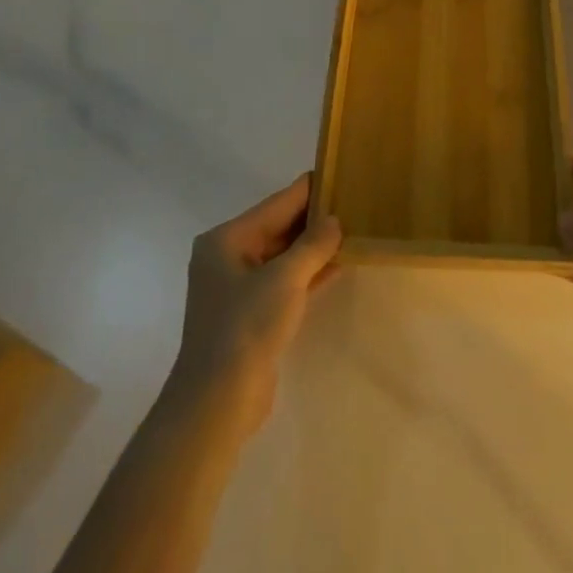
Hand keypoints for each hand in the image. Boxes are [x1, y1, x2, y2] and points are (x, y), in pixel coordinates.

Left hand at [169, 174, 341, 432]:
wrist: (218, 400)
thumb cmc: (246, 327)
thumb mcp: (284, 279)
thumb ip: (313, 245)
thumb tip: (335, 220)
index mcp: (226, 239)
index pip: (276, 204)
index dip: (308, 190)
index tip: (340, 172)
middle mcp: (228, 257)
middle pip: (278, 227)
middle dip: (314, 218)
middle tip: (354, 202)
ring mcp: (239, 287)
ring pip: (284, 256)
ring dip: (315, 246)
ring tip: (353, 228)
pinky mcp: (253, 314)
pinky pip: (286, 281)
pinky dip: (310, 272)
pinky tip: (339, 262)